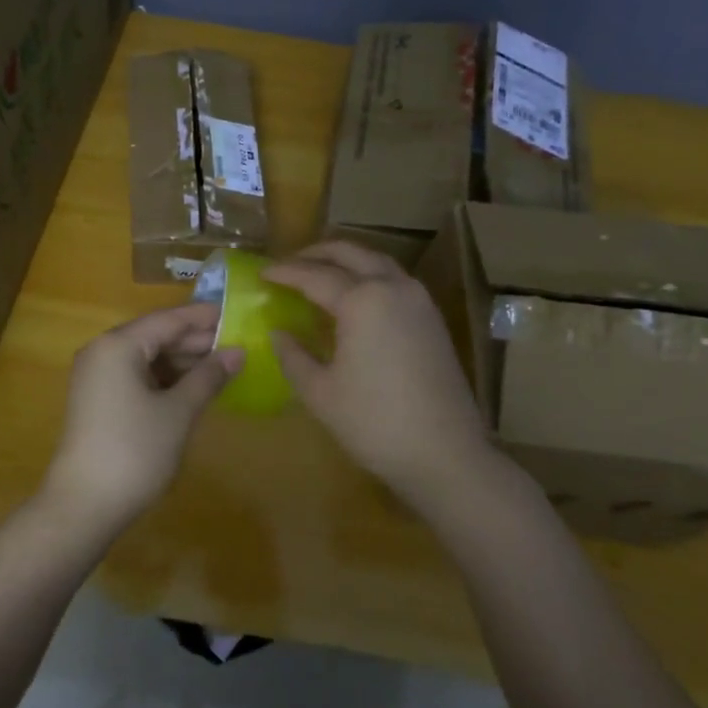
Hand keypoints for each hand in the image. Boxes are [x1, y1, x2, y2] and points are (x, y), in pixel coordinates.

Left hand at [41, 304, 242, 533]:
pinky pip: (136, 375)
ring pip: (146, 356)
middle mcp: (102, 351)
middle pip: (155, 335)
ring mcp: (96, 376)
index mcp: (118, 345)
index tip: (236, 315)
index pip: (168, 319)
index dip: (203, 318)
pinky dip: (164, 378)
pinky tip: (192, 387)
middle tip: (236, 345)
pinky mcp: (98, 399)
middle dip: (195, 341)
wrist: (84, 506)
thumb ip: (208, 377)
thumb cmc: (135, 451)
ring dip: (181, 361)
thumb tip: (238, 352)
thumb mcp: (178, 412)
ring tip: (221, 367)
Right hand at [263, 242, 494, 505]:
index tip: (261, 272)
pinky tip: (354, 296)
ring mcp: (419, 301)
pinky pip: (394, 280)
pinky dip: (368, 275)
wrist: (445, 454)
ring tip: (319, 272)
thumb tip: (278, 332)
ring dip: (346, 259)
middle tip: (289, 263)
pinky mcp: (432, 319)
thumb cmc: (375, 423)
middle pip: (350, 253)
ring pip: (377, 262)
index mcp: (362, 301)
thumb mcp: (320, 392)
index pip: (314, 276)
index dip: (285, 273)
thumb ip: (293, 356)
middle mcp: (393, 288)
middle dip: (316, 253)